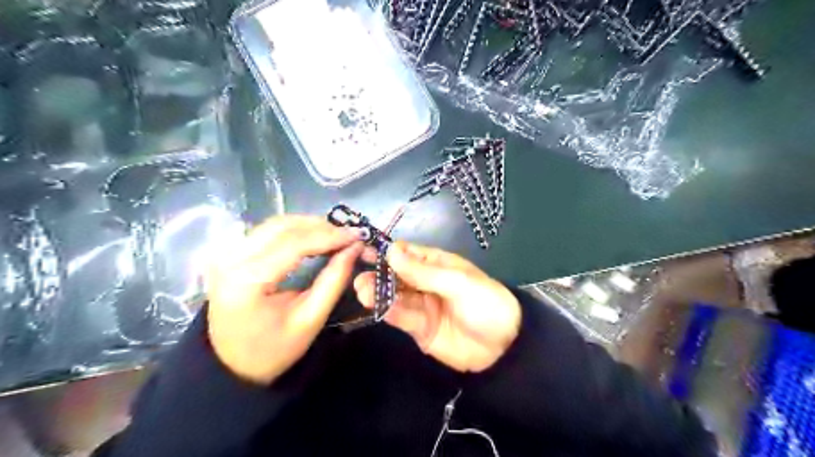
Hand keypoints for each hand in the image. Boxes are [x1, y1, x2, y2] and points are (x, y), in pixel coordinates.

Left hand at [208, 216, 362, 385]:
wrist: (232, 365)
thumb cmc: (273, 349)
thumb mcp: (310, 319)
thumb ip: (333, 280)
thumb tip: (354, 248)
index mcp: (247, 281)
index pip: (293, 244)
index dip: (328, 236)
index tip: (357, 235)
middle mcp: (231, 260)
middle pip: (282, 227)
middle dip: (320, 227)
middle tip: (348, 235)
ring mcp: (227, 255)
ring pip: (274, 224)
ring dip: (307, 225)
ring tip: (335, 235)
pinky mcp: (230, 254)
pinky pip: (266, 231)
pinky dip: (294, 230)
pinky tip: (312, 237)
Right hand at [353, 242, 517, 372]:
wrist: (504, 347)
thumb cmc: (485, 303)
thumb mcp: (457, 282)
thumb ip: (422, 271)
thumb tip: (390, 251)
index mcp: (437, 265)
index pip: (408, 253)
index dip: (388, 251)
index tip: (365, 250)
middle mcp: (425, 282)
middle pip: (396, 275)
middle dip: (379, 273)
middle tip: (359, 275)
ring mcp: (421, 305)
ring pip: (394, 296)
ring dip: (378, 292)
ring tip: (362, 290)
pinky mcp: (418, 328)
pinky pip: (400, 316)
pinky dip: (387, 310)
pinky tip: (374, 305)